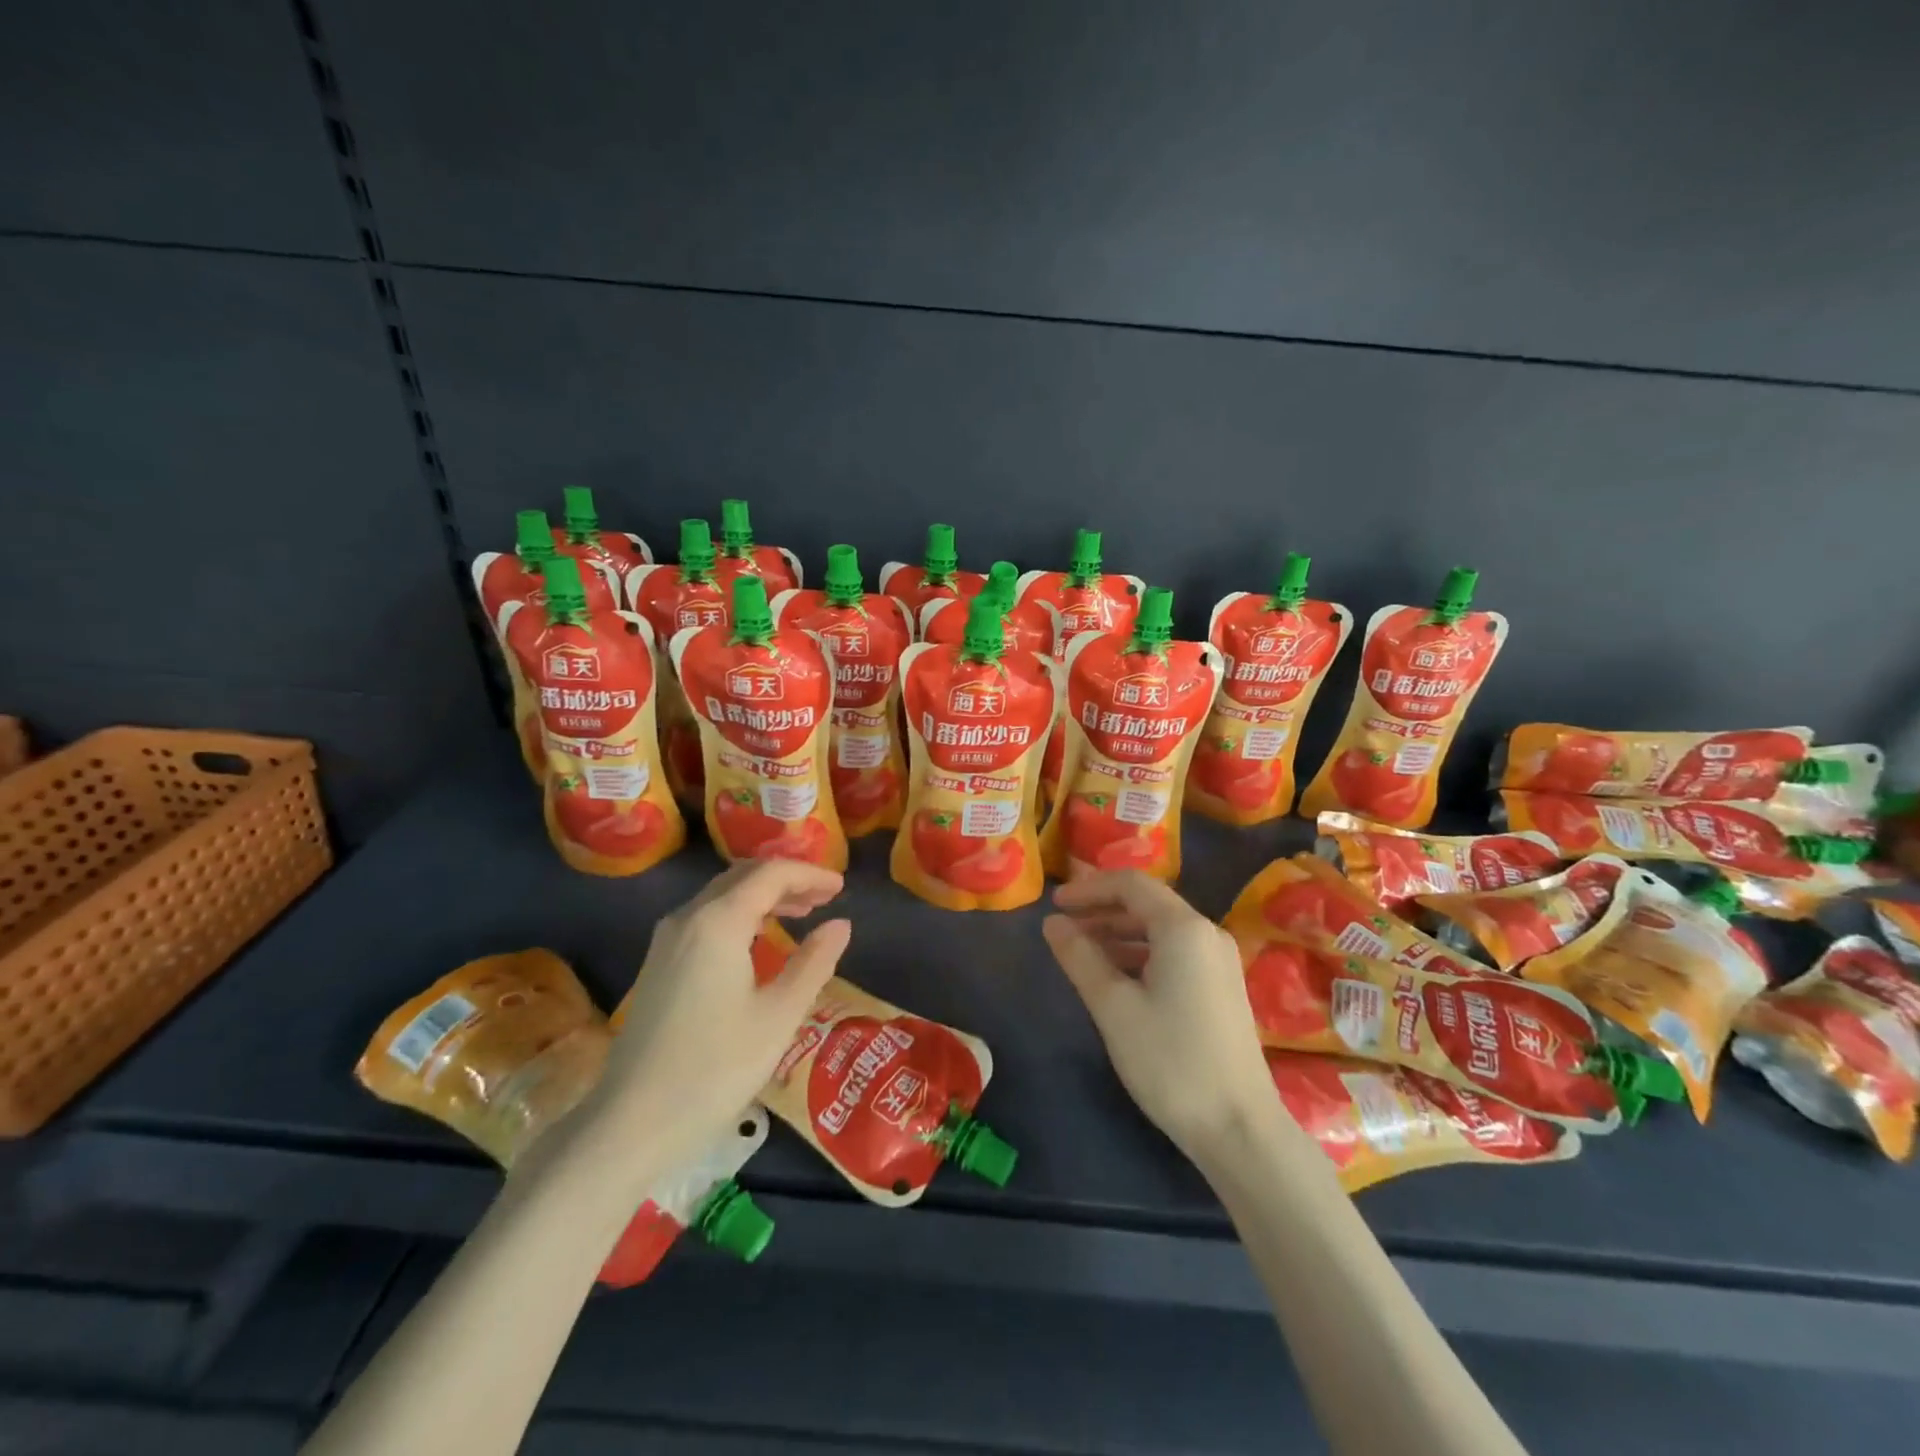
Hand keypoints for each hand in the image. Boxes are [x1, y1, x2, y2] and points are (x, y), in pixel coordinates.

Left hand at [593, 860, 850, 1168]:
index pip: (770, 874)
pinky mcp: (658, 964)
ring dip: (763, 896)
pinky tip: (759, 941)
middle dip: (787, 880)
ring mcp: (666, 940)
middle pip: (742, 876)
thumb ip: (813, 963)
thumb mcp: (779, 1016)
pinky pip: (706, 917)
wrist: (631, 1123)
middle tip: (825, 898)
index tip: (841, 887)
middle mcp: (688, 918)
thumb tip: (841, 925)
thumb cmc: (715, 1068)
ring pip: (721, 895)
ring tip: (801, 914)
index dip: (809, 874)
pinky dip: (740, 914)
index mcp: (718, 922)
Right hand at [1043, 871, 1276, 1167]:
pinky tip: (1116, 977)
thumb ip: (1080, 957)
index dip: (1088, 888)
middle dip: (1101, 909)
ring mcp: (1219, 961)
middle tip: (1062, 926)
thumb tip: (1052, 923)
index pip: (1131, 884)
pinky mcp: (1221, 987)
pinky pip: (1174, 952)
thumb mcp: (1113, 1007)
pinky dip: (1140, 954)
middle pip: (1147, 903)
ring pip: (1160, 929)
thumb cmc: (1170, 1061)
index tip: (1053, 905)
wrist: (1239, 1129)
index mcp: (1183, 928)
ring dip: (1118, 932)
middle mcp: (1206, 933)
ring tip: (1081, 951)